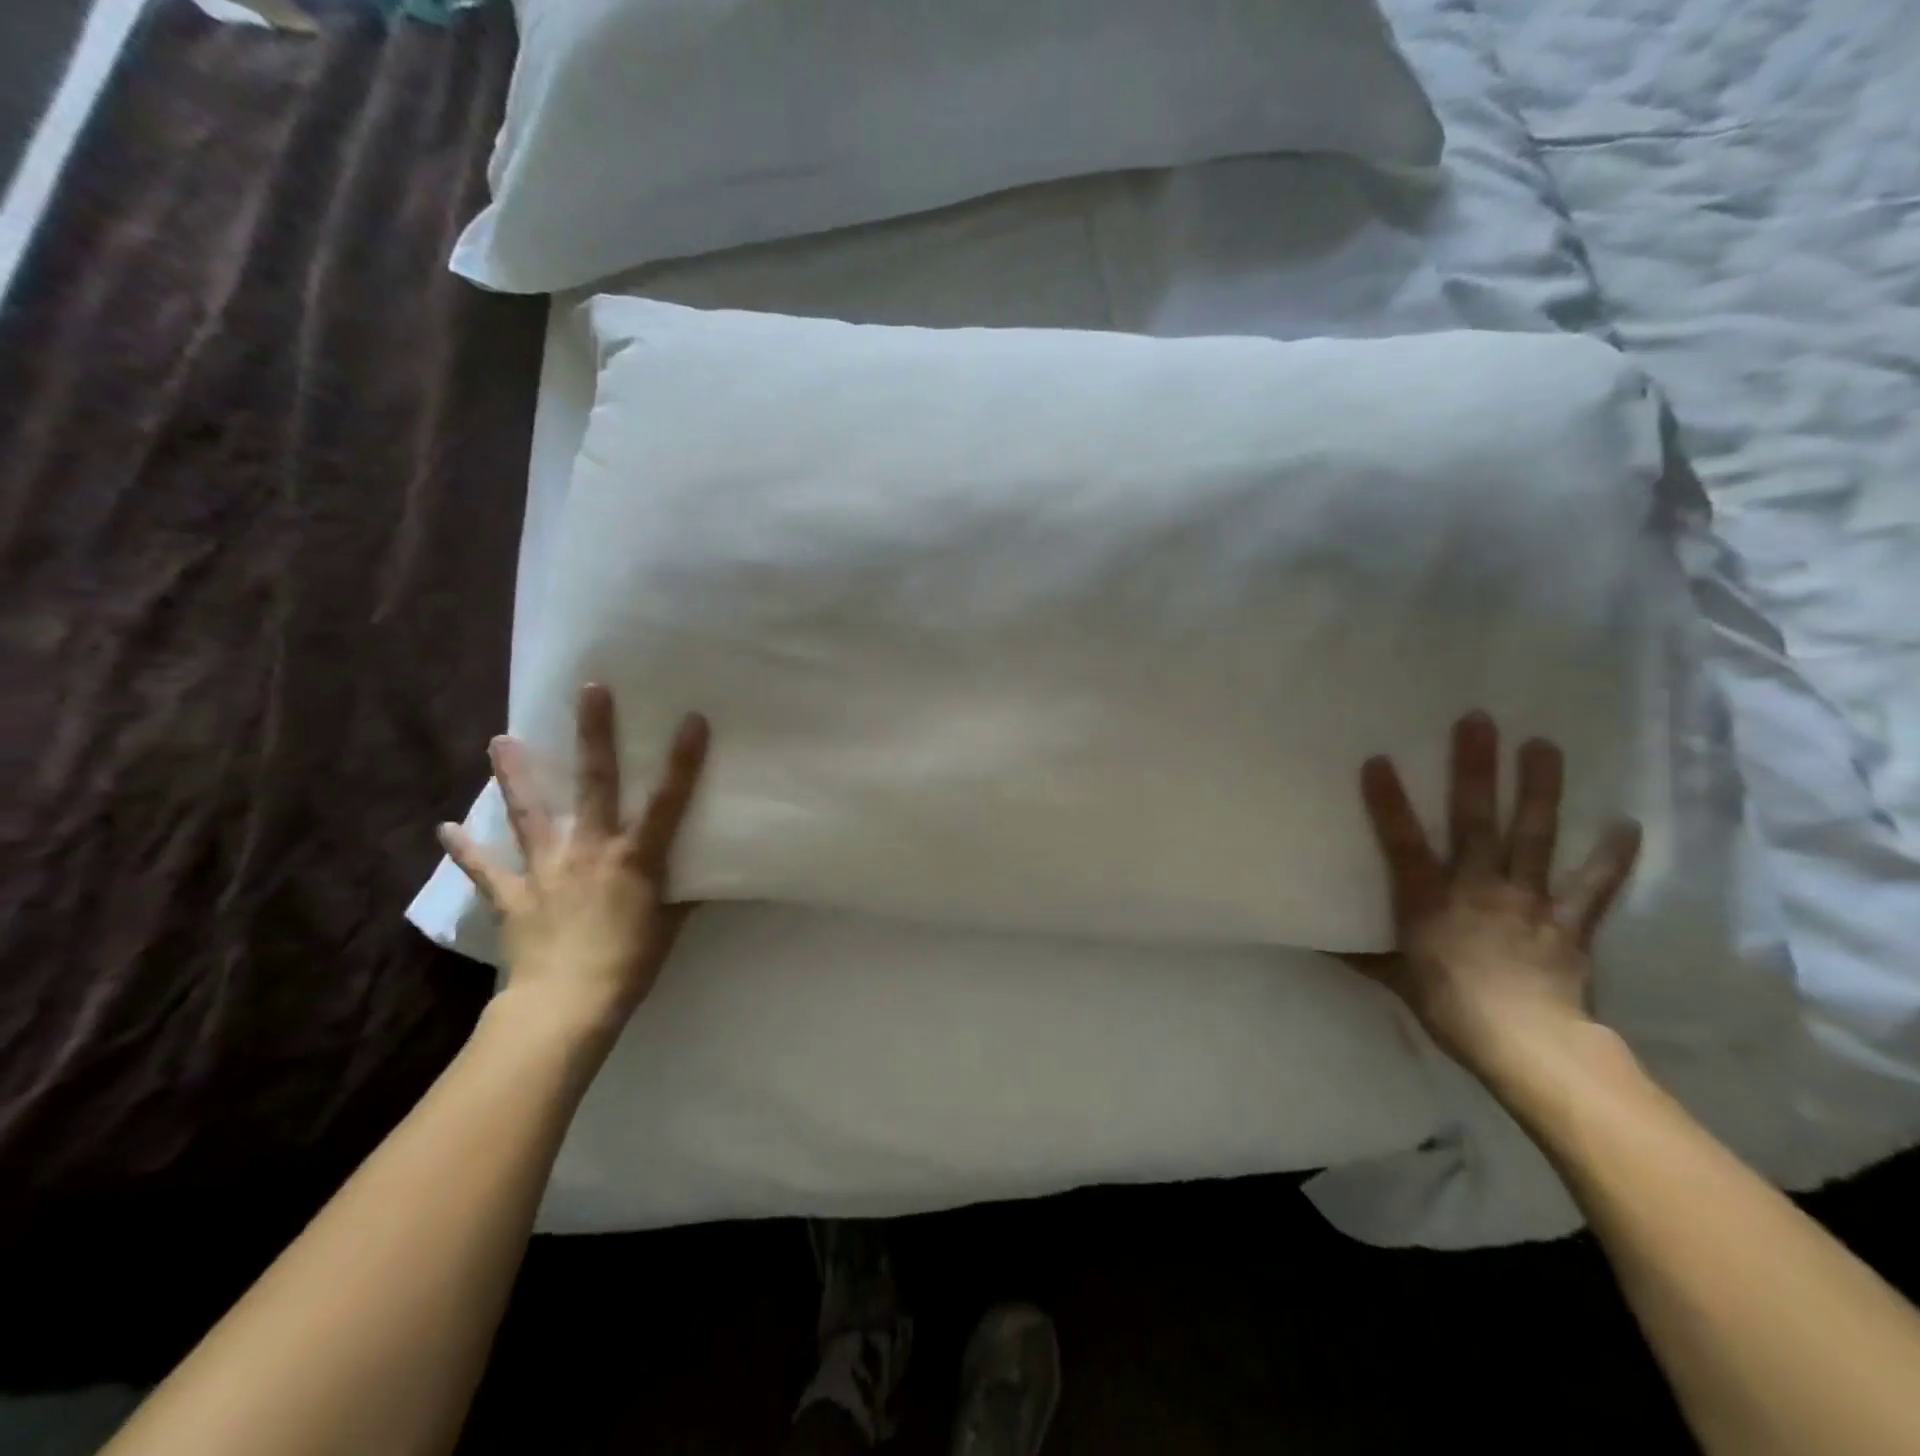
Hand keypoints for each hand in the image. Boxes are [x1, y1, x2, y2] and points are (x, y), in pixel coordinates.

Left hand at [439, 685, 709, 1039]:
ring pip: (531, 812)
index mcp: (635, 857)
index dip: (683, 760)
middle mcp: (591, 849)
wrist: (566, 1007)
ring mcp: (547, 868)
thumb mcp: (670, 927)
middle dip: (596, 734)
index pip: (669, 800)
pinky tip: (444, 828)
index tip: (692, 719)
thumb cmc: (630, 964)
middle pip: (597, 783)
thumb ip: (682, 895)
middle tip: (590, 691)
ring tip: (501, 740)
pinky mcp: (513, 894)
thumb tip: (701, 876)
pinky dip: (465, 849)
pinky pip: (485, 869)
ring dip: (516, 775)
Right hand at [1354, 711, 1641, 1080]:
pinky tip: (1626, 823)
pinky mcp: (1568, 920)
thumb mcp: (1393, 980)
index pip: (1401, 840)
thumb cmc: (1448, 1006)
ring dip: (1539, 788)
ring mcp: (1527, 898)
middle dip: (1475, 768)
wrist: (1525, 1043)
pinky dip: (1611, 856)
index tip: (1379, 759)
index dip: (1388, 800)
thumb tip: (1319, 944)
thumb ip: (1362, 955)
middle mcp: (1476, 885)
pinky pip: (1592, 884)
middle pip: (1475, 819)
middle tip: (1479, 721)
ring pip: (1533, 834)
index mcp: (1428, 897)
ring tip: (1543, 745)